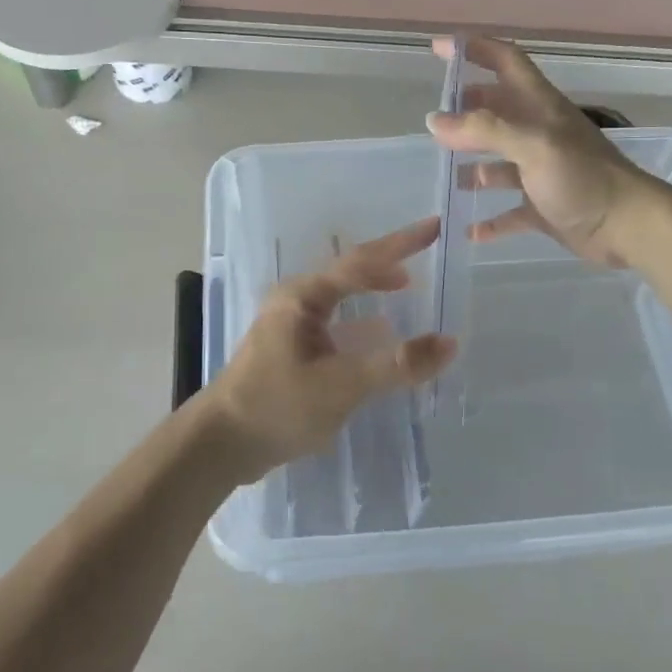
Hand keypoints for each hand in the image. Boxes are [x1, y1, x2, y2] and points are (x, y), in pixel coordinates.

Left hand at [201, 218, 456, 482]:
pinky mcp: (292, 351)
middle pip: (351, 272)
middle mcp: (296, 302)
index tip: (434, 227)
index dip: (401, 244)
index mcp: (303, 297)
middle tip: (426, 250)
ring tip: (406, 286)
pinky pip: (337, 323)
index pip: (361, 261)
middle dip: (388, 260)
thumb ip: (396, 365)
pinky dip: (362, 322)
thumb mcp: (340, 385)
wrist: (221, 445)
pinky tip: (379, 336)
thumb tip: (450, 343)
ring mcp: (291, 326)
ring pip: (342, 298)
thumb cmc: (277, 406)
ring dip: (373, 290)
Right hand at [426, 36, 660, 267]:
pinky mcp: (543, 207)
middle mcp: (538, 133)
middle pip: (497, 111)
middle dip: (467, 110)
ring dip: (472, 166)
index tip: (438, 48)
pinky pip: (509, 211)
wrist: (627, 227)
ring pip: (498, 162)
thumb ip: (484, 130)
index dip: (474, 49)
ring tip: (444, 171)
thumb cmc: (582, 177)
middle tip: (434, 119)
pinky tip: (468, 229)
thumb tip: (436, 120)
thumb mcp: (533, 144)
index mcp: (540, 107)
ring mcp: (541, 171)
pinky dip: (490, 220)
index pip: (506, 62)